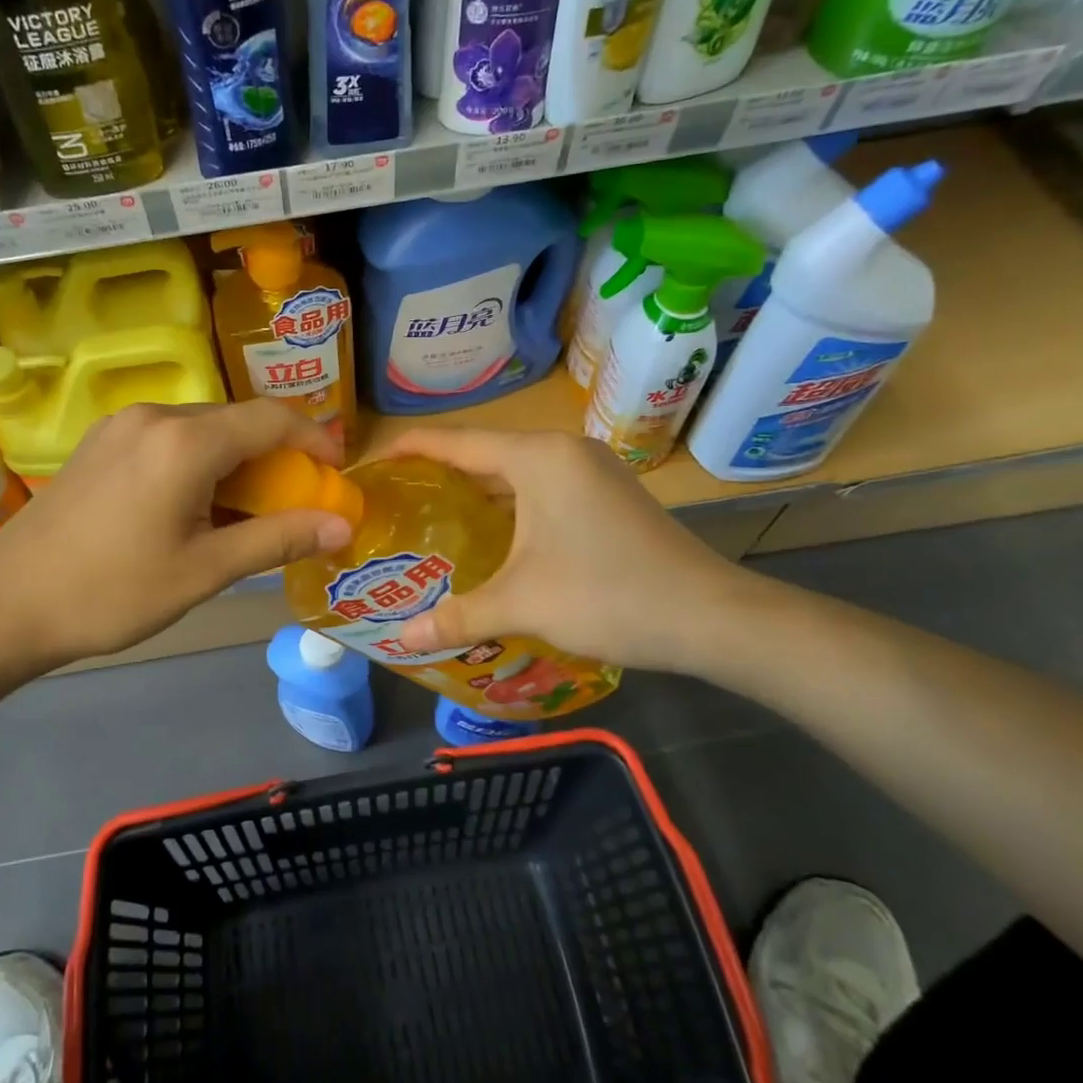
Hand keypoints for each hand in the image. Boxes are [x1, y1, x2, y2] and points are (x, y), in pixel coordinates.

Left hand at [0, 400, 352, 667]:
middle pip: (238, 420)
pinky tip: (196, 505)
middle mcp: (155, 415)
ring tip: (248, 511)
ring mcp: (122, 425)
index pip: (272, 418)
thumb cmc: (112, 593)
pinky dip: (202, 462)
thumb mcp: (205, 571)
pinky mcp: (101, 441)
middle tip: (295, 503)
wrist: (6, 605)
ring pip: (204, 429)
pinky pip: (170, 438)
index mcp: (185, 441)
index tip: (336, 472)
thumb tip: (343, 526)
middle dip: (277, 456)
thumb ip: (278, 539)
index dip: (315, 439)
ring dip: (238, 461)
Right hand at [387, 429, 752, 673]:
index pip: (456, 441)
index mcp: (538, 458)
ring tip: (432, 515)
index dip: (410, 447)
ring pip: (517, 471)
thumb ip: (457, 616)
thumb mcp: (522, 603)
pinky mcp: (608, 494)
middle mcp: (564, 451)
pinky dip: (509, 503)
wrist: (710, 617)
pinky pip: (542, 487)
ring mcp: (591, 470)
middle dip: (440, 473)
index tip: (372, 459)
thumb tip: (403, 641)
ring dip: (477, 491)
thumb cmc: (607, 595)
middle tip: (396, 499)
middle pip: (485, 453)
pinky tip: (491, 534)